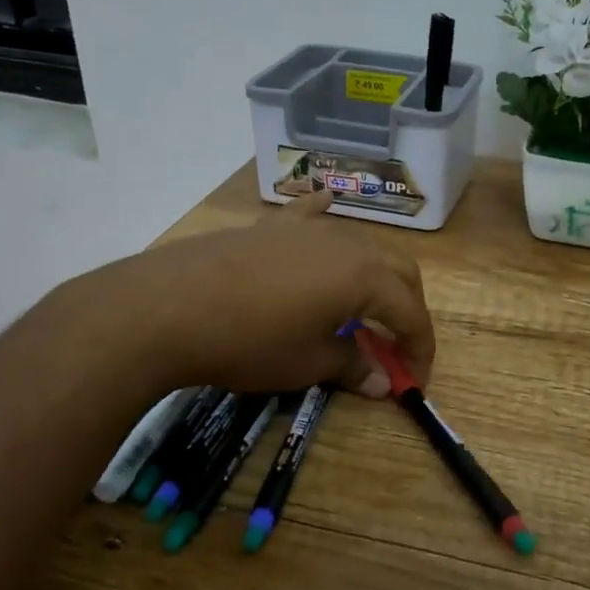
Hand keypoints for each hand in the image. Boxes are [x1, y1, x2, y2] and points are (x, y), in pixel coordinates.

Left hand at [97, 192, 433, 400]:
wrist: (169, 307)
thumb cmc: (250, 341)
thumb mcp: (308, 363)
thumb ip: (353, 366)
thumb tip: (383, 383)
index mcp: (364, 277)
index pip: (411, 313)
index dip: (419, 348)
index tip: (414, 380)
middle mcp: (346, 244)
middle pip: (398, 270)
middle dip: (407, 307)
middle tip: (397, 343)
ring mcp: (307, 229)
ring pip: (360, 244)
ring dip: (374, 275)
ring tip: (364, 306)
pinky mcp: (271, 227)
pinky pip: (308, 214)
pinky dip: (323, 215)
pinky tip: (324, 206)